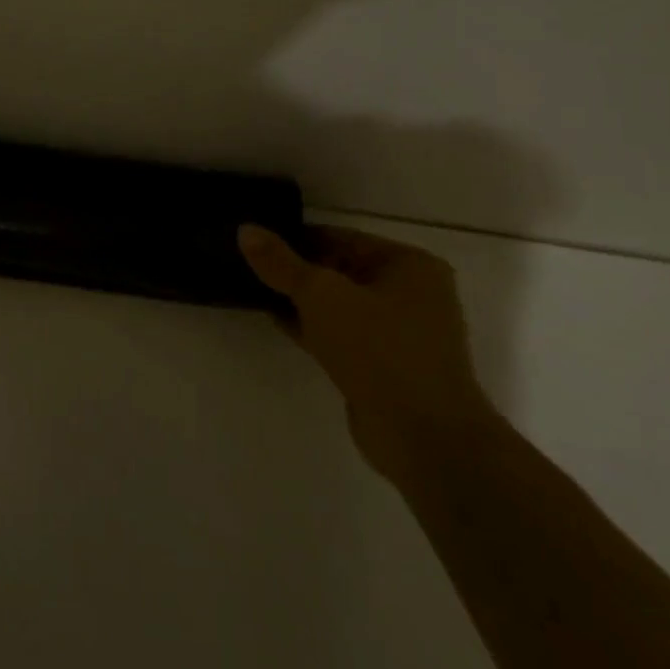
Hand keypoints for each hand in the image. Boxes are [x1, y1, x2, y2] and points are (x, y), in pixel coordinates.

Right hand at [240, 224, 494, 481]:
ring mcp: (401, 334)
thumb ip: (281, 263)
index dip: (298, 238)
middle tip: (250, 265)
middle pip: (341, 270)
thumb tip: (245, 230)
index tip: (257, 241)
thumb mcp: (322, 295)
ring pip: (340, 305)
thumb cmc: (379, 349)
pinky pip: (342, 335)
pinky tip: (277, 322)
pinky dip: (313, 327)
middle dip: (298, 271)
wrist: (424, 438)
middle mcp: (413, 294)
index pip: (342, 238)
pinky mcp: (386, 367)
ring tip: (256, 290)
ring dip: (303, 301)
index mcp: (410, 265)